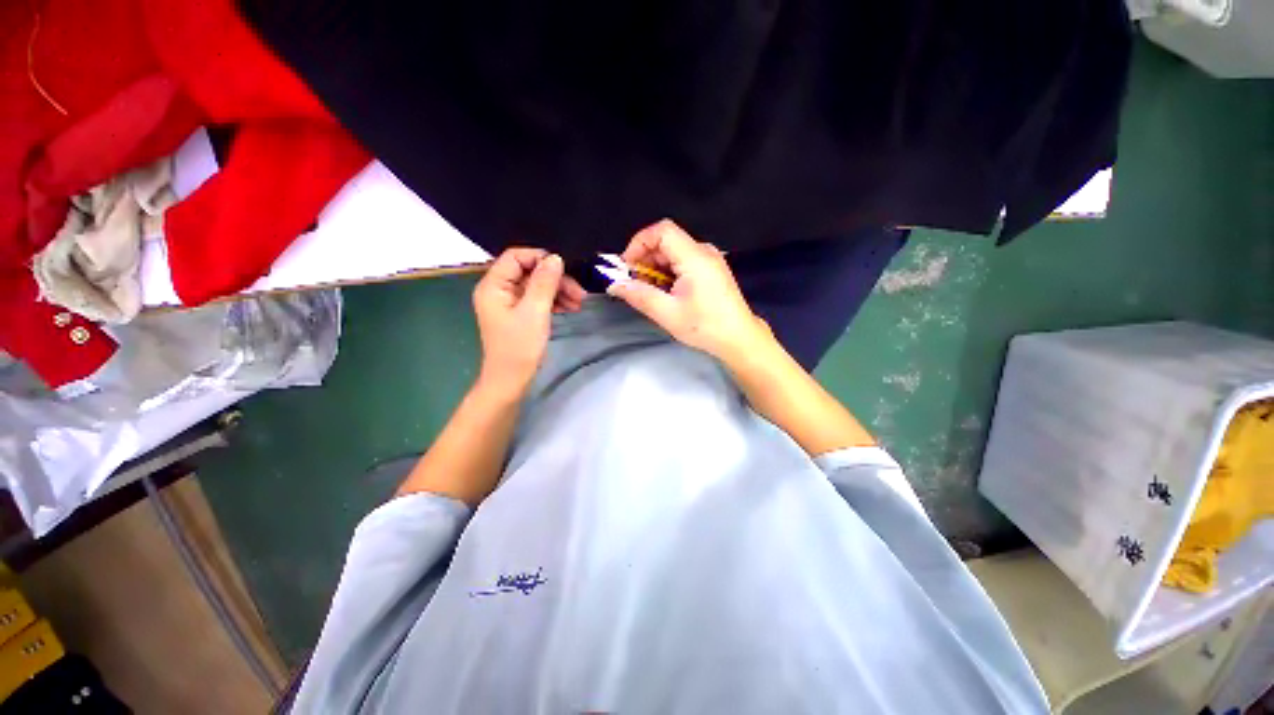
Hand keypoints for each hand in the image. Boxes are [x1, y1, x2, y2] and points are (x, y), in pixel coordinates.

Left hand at [473, 248, 585, 394]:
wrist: (511, 381)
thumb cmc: (519, 347)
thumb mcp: (535, 312)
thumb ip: (544, 282)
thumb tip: (555, 257)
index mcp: (493, 286)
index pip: (515, 257)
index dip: (540, 258)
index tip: (565, 269)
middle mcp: (498, 290)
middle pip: (529, 271)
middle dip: (555, 279)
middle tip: (579, 293)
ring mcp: (508, 303)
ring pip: (536, 286)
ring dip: (558, 291)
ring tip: (579, 303)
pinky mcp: (518, 314)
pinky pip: (537, 299)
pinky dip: (553, 301)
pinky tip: (570, 308)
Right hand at [608, 220, 771, 362]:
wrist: (739, 338)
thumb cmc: (705, 327)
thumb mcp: (668, 314)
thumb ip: (639, 296)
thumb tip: (614, 285)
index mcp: (695, 257)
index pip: (662, 231)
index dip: (639, 243)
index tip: (627, 266)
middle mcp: (703, 251)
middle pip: (666, 241)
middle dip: (645, 260)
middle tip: (634, 284)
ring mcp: (709, 259)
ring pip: (673, 252)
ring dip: (655, 268)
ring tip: (649, 292)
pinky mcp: (711, 269)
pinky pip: (683, 261)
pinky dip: (668, 273)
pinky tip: (665, 293)